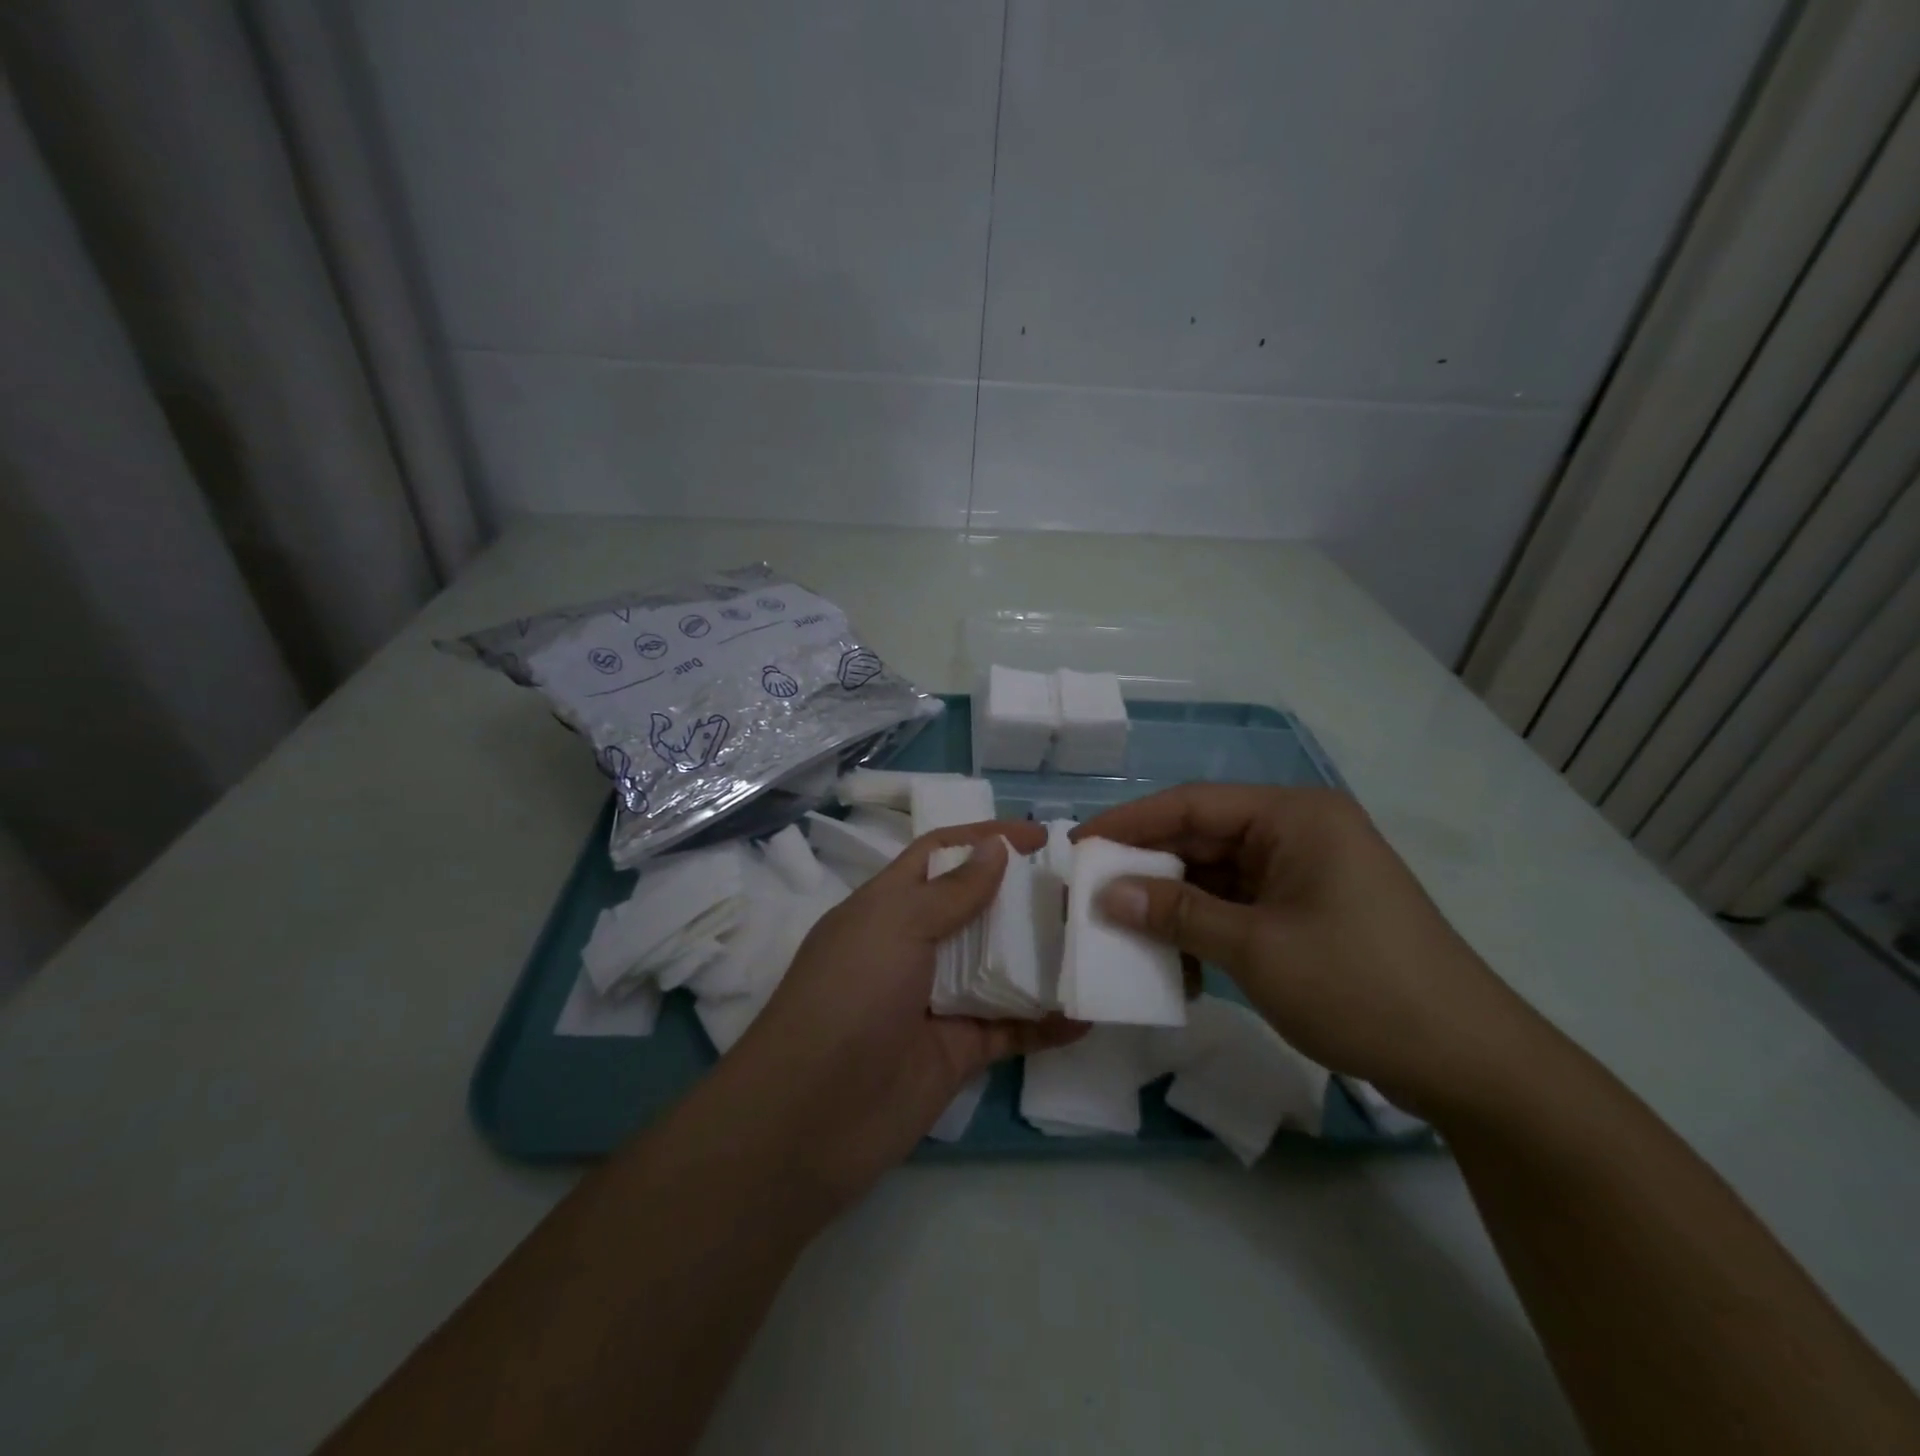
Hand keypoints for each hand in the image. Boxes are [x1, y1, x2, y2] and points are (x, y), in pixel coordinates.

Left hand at [728, 820, 1084, 1208]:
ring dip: (1043, 956)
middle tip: (1083, 888)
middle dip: (1024, 895)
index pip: (940, 854)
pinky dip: (1047, 1023)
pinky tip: (1087, 1015)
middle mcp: (916, 946)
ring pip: (1000, 967)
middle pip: (978, 908)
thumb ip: (951, 890)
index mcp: (889, 906)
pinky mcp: (959, 1051)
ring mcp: (939, 1000)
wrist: (809, 1119)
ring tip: (1097, 941)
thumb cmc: (849, 998)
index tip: (1040, 835)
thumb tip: (995, 845)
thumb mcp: (895, 926)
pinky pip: (1011, 1028)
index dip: (984, 838)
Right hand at [1075, 784, 1540, 1117]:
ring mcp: (1305, 874)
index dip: (1129, 824)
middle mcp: (1298, 832)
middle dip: (1147, 869)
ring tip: (1123, 934)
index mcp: (1293, 816)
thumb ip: (1176, 913)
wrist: (1469, 1064)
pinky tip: (1177, 964)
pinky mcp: (1308, 912)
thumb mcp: (1255, 949)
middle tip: (1090, 895)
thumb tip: (1105, 894)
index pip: (1191, 804)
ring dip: (1173, 906)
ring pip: (1217, 876)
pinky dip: (1205, 930)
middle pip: (1202, 838)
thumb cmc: (1360, 987)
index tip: (1076, 848)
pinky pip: (1239, 906)